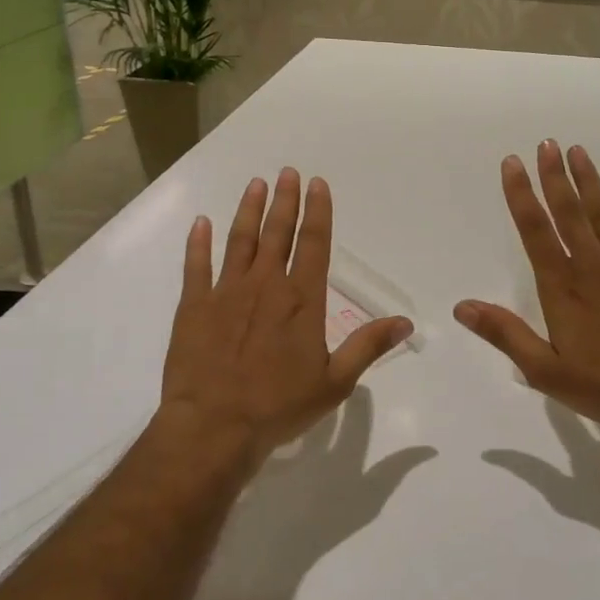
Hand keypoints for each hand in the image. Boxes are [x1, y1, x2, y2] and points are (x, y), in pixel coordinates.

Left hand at [157, 168, 413, 467]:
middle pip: (277, 233)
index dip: (318, 211)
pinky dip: (199, 243)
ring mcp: (226, 292)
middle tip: (287, 172)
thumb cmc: (279, 406)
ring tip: (256, 184)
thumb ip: (368, 346)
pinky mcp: (194, 307)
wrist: (214, 427)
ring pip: (240, 240)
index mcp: (301, 300)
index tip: (317, 183)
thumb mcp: (334, 382)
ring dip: (249, 210)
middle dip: (285, 200)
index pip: (314, 243)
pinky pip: (196, 266)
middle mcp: (265, 285)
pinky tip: (201, 223)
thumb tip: (405, 322)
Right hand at [454, 141, 599, 436]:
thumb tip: (462, 307)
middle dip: (554, 176)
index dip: (521, 195)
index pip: (535, 230)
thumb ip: (505, 334)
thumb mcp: (545, 369)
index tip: (512, 163)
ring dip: (589, 181)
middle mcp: (591, 265)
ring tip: (578, 151)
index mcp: (562, 286)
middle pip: (568, 211)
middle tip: (546, 143)